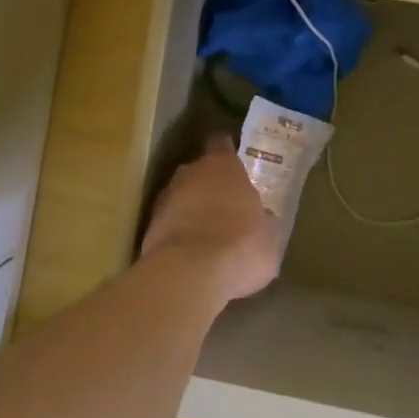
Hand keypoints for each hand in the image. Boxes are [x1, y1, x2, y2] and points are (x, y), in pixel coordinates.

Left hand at [141, 135, 283, 306]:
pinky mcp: (149, 227)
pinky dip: (178, 233)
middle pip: (199, 171)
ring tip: (208, 234)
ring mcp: (165, 199)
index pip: (221, 143)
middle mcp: (190, 173)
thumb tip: (263, 218)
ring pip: (181, 197)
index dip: (227, 150)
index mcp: (223, 165)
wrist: (189, 274)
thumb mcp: (269, 235)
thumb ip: (263, 219)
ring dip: (192, 210)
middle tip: (225, 205)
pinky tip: (191, 254)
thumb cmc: (241, 244)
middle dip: (209, 185)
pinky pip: (169, 224)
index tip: (233, 159)